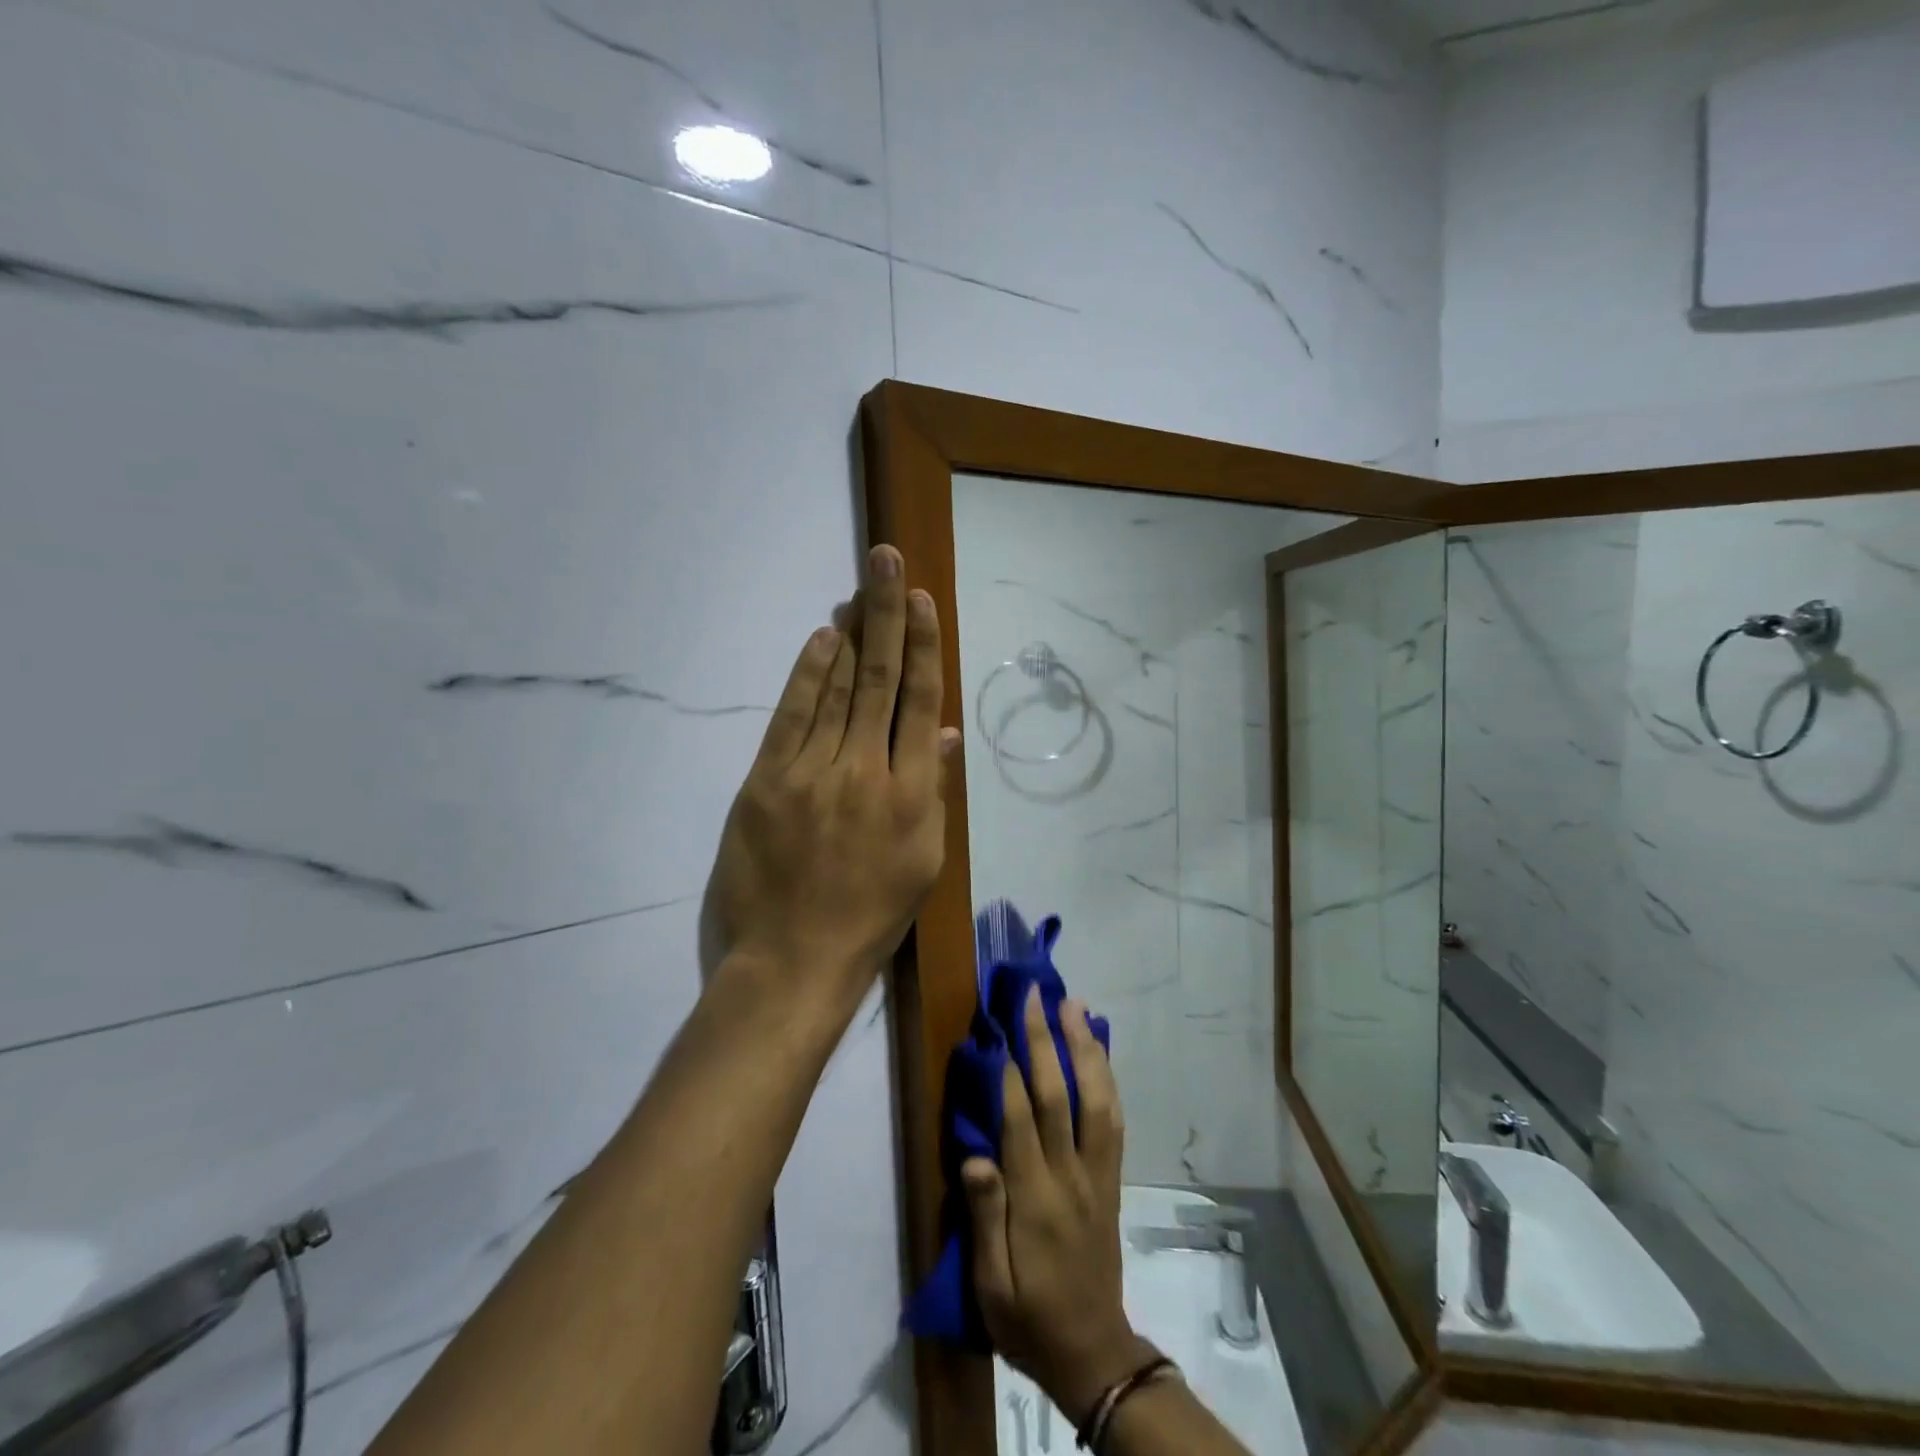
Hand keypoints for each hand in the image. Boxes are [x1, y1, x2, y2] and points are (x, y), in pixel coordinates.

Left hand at [711, 544, 956, 1008]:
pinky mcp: (766, 782)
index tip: (923, 601)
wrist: (794, 961)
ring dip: (848, 635)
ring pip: (835, 690)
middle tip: (887, 559)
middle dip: (886, 615)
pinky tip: (819, 640)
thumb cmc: (870, 917)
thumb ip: (934, 790)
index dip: (922, 647)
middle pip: (878, 680)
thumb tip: (943, 731)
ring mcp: (811, 774)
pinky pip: (790, 716)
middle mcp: (865, 772)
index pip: (919, 703)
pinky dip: (806, 675)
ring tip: (859, 589)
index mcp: (911, 795)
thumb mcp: (923, 862)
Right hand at [963, 989, 1153, 1422]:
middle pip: (1062, 1097)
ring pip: (1098, 1099)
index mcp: (1036, 1201)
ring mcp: (1098, 1173)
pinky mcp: (1112, 1178)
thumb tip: (975, 1155)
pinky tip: (1098, 1051)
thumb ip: (983, 1217)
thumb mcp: (991, 1286)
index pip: (1022, 1122)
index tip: (999, 1028)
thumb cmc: (1029, 1318)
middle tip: (1037, 995)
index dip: (1010, 1073)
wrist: (1093, 1353)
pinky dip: (1107, 1078)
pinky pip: (1114, 1119)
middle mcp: (1072, 1176)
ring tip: (1075, 1007)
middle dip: (1047, 1042)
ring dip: (1086, 1048)